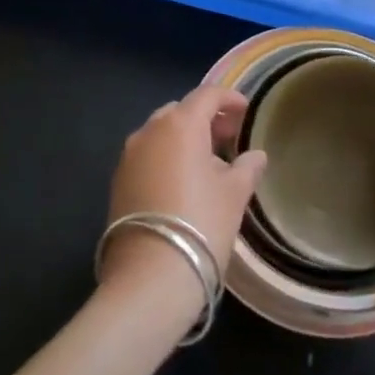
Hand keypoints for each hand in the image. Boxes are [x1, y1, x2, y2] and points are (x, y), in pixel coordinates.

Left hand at [100, 85, 267, 323]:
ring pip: (161, 133)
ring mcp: (129, 156)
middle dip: (205, 119)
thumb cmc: (201, 224)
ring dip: (184, 138)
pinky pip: (147, 155)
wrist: (149, 278)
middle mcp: (149, 131)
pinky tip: (182, 181)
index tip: (246, 110)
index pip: (206, 96)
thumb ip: (247, 168)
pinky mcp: (118, 181)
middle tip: (229, 137)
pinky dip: (166, 157)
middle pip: (181, 111)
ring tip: (208, 161)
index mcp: (180, 124)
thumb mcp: (234, 194)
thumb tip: (257, 156)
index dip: (228, 99)